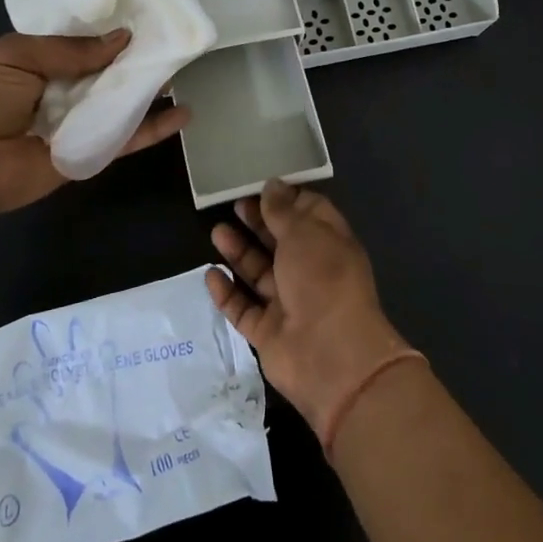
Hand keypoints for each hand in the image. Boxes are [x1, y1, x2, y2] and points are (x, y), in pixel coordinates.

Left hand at [0, 31, 189, 219]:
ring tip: (185, 68)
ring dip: (152, 88)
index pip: (87, 41)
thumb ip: (71, 49)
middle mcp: (67, 89)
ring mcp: (81, 122)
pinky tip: (183, 114)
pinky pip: (126, 138)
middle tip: (177, 38)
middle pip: (111, 71)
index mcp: (45, 61)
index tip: (148, 13)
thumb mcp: (18, 55)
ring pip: (124, 102)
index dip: (113, 29)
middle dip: (139, 56)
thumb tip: (122, 39)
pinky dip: (154, 128)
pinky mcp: (91, 152)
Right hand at [206, 181, 410, 439]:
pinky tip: (211, 274)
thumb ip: (283, 210)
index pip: (309, 214)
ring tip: (216, 232)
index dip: (286, 199)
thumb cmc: (324, 280)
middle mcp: (310, 272)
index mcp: (329, 245)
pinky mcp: (268, 332)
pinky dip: (227, 292)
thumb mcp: (305, 233)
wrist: (331, 356)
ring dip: (239, 253)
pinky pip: (243, 308)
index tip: (260, 184)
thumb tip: (272, 184)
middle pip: (280, 242)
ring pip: (259, 273)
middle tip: (234, 205)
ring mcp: (289, 304)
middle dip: (258, 223)